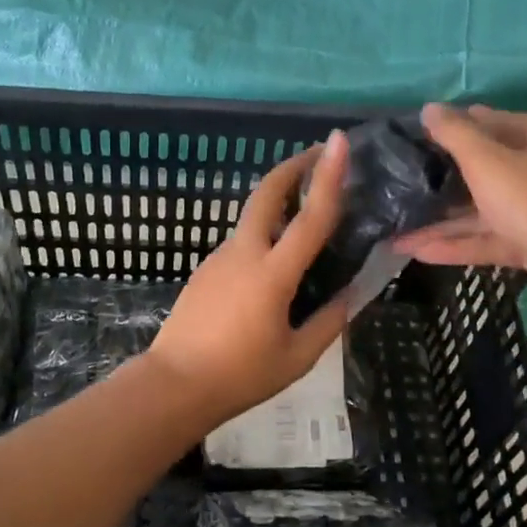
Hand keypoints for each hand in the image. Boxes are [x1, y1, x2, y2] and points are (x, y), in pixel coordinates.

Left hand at [147, 131, 351, 423]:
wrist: (173, 385)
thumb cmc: (240, 375)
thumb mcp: (297, 356)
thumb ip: (329, 321)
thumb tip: (353, 294)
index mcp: (272, 274)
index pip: (309, 217)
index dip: (328, 176)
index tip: (338, 141)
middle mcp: (243, 254)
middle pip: (266, 193)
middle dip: (293, 166)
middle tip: (320, 153)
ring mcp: (219, 258)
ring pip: (252, 217)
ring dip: (279, 201)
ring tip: (308, 211)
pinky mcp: (205, 269)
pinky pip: (241, 242)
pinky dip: (264, 234)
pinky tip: (276, 260)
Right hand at [395, 104, 526, 317]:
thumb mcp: (488, 163)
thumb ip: (455, 134)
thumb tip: (429, 108)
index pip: (490, 121)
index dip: (452, 126)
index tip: (414, 137)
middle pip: (487, 166)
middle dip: (443, 178)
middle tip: (402, 181)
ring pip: (486, 208)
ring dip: (444, 220)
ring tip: (398, 229)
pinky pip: (493, 238)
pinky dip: (460, 243)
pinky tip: (420, 252)